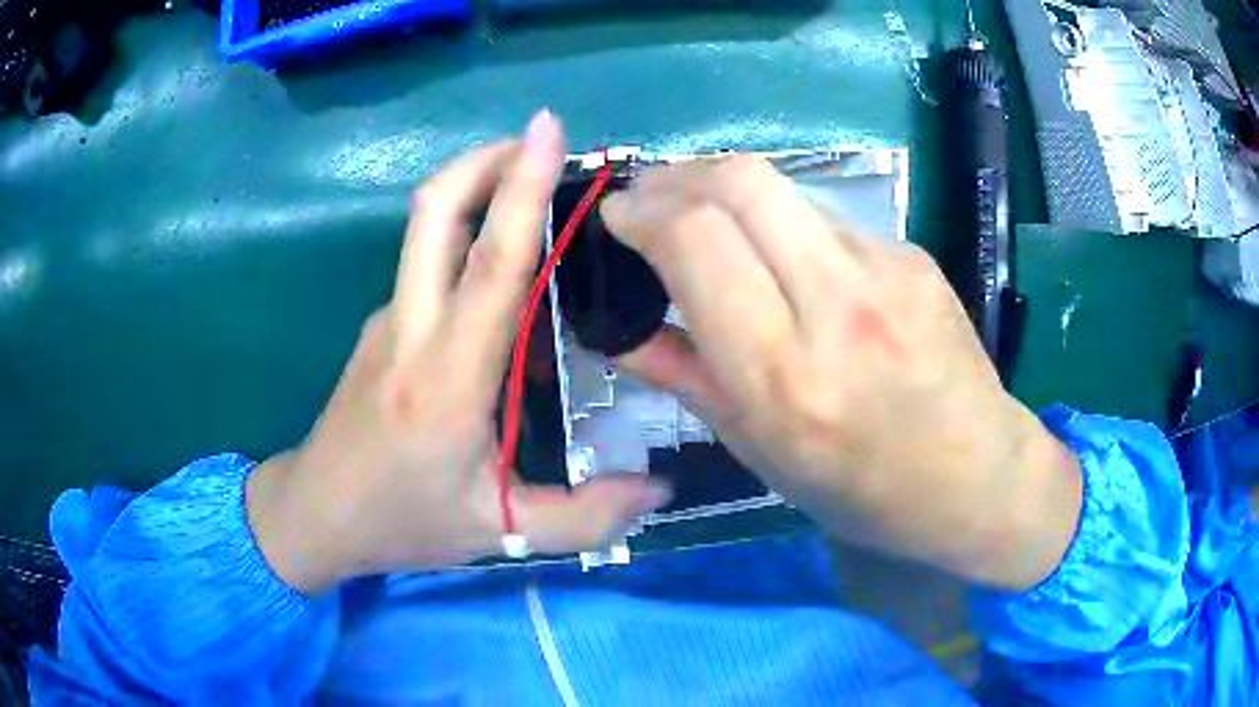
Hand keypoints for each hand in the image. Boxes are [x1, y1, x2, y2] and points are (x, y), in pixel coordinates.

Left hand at [246, 113, 671, 594]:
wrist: (316, 514)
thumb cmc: (403, 523)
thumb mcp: (501, 534)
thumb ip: (586, 517)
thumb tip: (659, 488)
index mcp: (448, 379)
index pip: (491, 263)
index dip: (521, 188)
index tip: (548, 128)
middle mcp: (411, 330)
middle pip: (435, 211)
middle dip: (485, 159)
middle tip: (539, 140)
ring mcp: (387, 321)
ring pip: (425, 230)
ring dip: (474, 189)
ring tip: (533, 190)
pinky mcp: (378, 326)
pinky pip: (425, 266)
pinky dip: (464, 240)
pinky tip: (502, 276)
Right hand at [601, 156, 1081, 589]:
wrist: (976, 477)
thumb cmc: (861, 490)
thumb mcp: (759, 453)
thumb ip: (685, 378)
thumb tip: (621, 331)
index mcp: (784, 375)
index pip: (697, 240)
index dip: (641, 212)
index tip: (616, 217)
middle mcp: (837, 306)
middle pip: (740, 181)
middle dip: (674, 176)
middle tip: (648, 199)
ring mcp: (886, 269)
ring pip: (782, 186)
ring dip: (723, 190)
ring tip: (702, 219)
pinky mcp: (912, 254)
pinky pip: (826, 217)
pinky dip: (780, 222)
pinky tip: (783, 256)